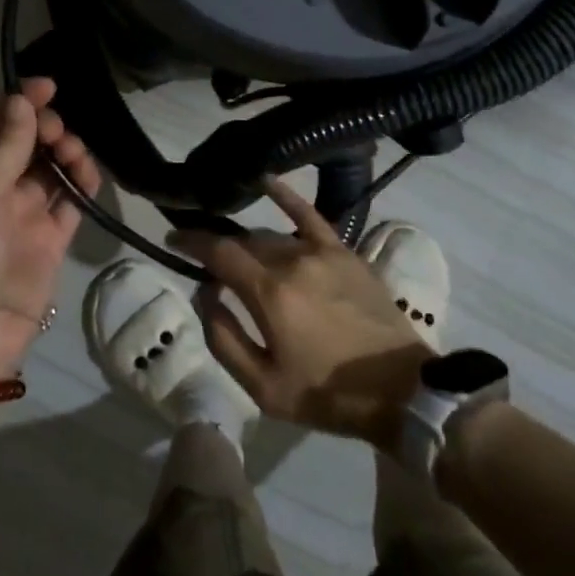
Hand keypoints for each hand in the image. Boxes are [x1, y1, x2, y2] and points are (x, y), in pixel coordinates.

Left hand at [0, 78, 100, 385]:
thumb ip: (3, 146)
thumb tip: (21, 99)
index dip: (20, 100)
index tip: (49, 86)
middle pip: (25, 139)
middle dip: (47, 127)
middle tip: (59, 136)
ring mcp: (22, 212)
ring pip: (51, 165)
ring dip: (67, 153)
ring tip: (76, 160)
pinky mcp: (49, 237)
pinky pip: (69, 199)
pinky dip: (81, 184)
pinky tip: (87, 180)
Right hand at [172, 177, 433, 451]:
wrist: (402, 392)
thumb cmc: (327, 395)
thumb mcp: (264, 388)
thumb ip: (224, 338)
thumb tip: (204, 294)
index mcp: (270, 292)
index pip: (218, 252)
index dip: (191, 242)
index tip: (172, 239)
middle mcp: (292, 260)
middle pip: (244, 243)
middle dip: (218, 246)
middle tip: (203, 258)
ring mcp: (321, 252)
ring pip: (272, 236)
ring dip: (249, 244)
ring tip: (236, 252)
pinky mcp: (344, 253)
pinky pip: (310, 216)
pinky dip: (286, 197)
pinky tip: (267, 180)